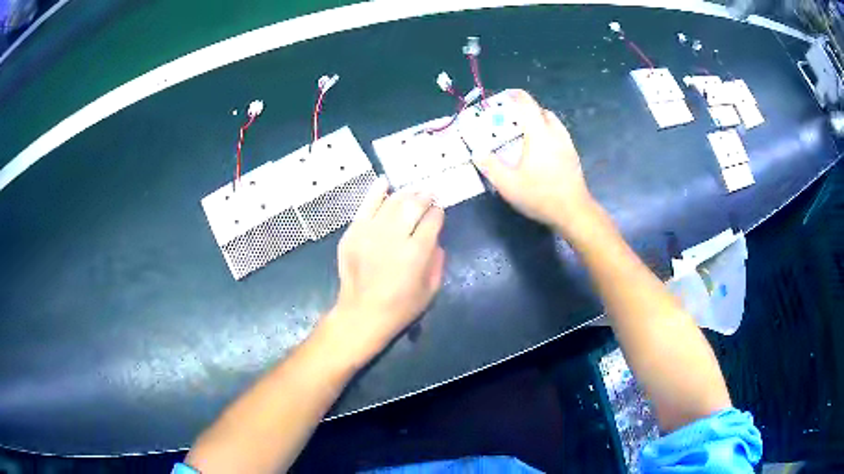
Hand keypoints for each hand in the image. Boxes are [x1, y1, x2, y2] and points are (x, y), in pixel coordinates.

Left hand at [325, 177, 445, 363]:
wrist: (362, 314)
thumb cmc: (401, 306)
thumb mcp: (431, 289)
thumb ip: (438, 259)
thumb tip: (434, 237)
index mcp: (416, 253)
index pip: (433, 219)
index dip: (438, 213)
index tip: (438, 213)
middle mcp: (393, 237)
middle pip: (413, 204)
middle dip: (425, 197)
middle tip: (429, 196)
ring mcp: (370, 232)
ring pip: (392, 201)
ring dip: (406, 194)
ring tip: (412, 193)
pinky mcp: (353, 232)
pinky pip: (366, 205)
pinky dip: (376, 191)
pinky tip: (385, 182)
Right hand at [473, 90, 595, 237]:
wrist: (574, 212)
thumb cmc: (540, 196)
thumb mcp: (508, 184)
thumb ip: (489, 165)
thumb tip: (476, 151)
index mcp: (539, 134)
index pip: (527, 104)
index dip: (514, 95)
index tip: (503, 96)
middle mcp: (555, 133)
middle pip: (541, 110)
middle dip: (525, 109)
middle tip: (510, 119)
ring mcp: (567, 144)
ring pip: (552, 122)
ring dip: (538, 120)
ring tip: (525, 133)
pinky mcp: (573, 155)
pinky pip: (559, 134)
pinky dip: (547, 133)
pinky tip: (540, 150)